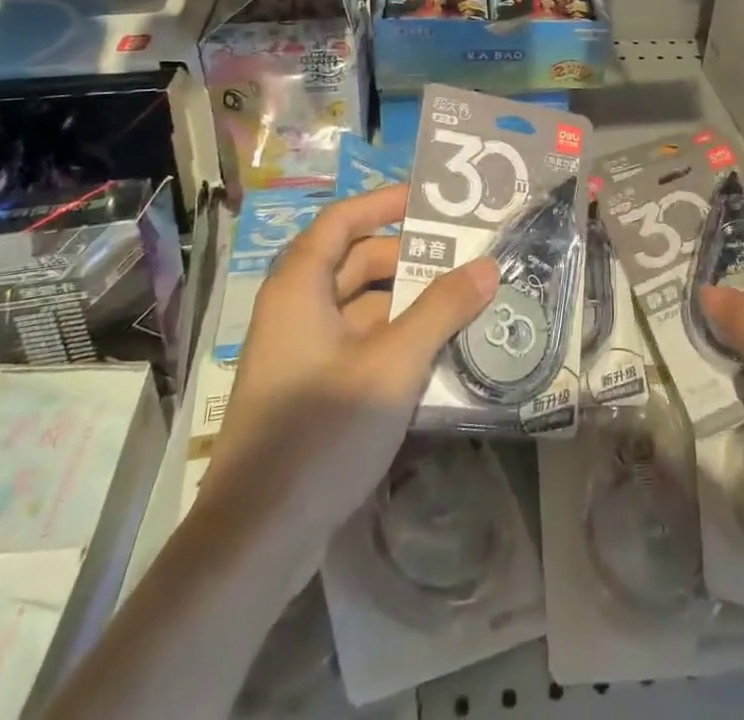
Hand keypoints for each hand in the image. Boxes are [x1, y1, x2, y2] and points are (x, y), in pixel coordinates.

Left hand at [206, 186, 498, 544]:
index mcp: (300, 288)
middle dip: (407, 258)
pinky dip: (393, 337)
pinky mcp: (309, 391)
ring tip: (460, 302)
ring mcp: (300, 354)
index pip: (341, 221)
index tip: (429, 202)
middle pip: (354, 263)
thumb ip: (442, 309)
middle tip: (462, 258)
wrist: (256, 540)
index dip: (383, 204)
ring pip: (359, 307)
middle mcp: (295, 310)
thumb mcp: (394, 363)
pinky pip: (357, 344)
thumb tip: (488, 265)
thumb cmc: (322, 431)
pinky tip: (435, 351)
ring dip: (406, 302)